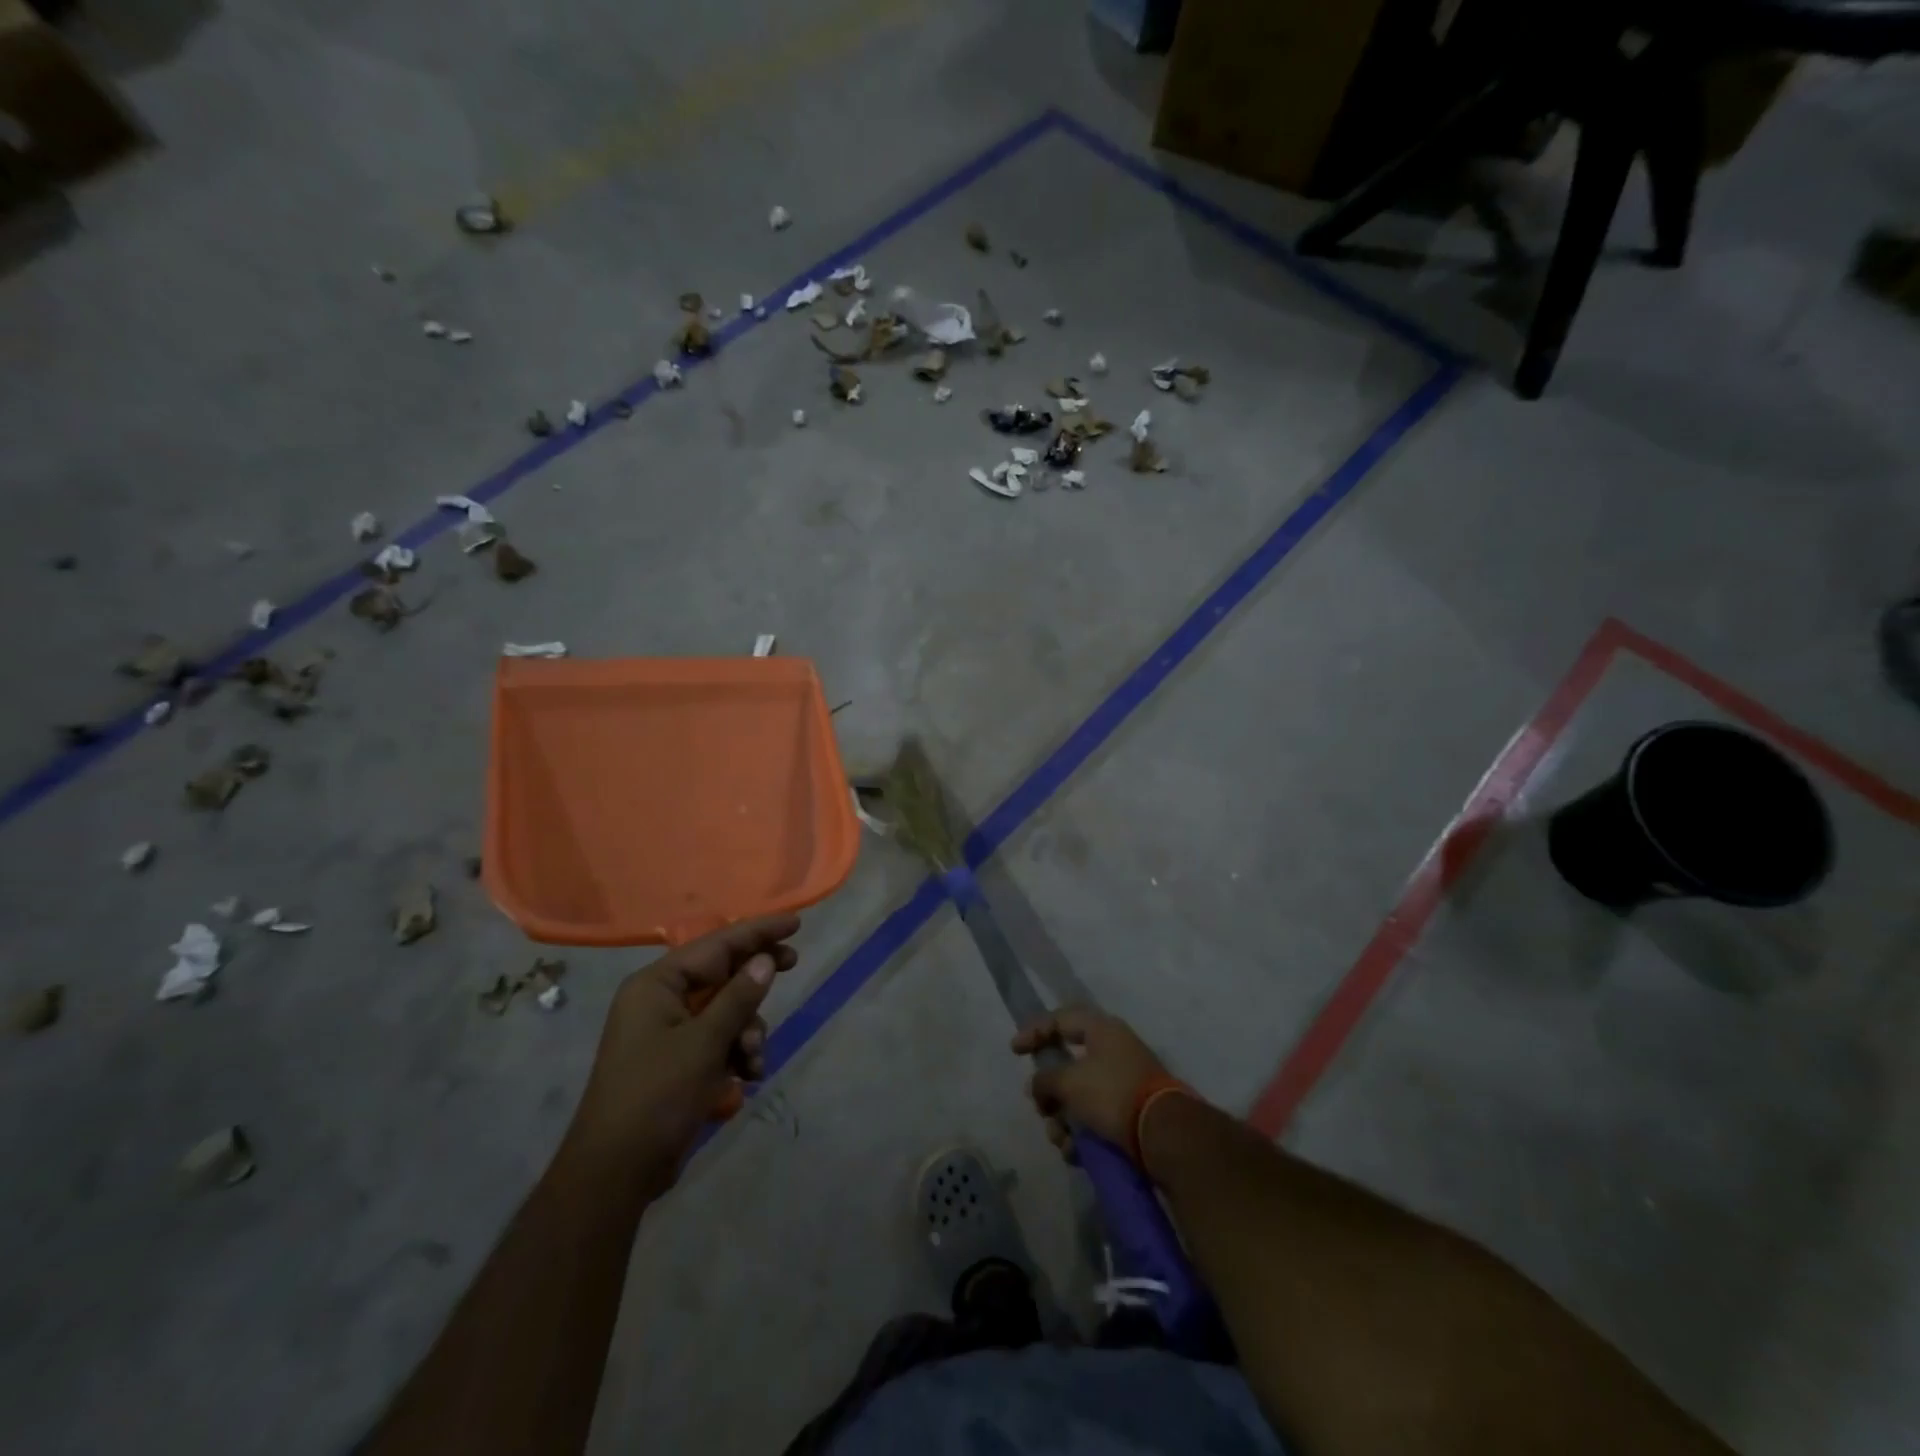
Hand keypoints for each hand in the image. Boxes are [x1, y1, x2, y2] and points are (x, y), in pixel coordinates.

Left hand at [570, 913, 798, 1176]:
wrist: (615, 1174)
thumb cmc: (657, 1097)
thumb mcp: (705, 1043)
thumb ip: (739, 997)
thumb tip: (765, 960)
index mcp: (656, 985)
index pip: (716, 945)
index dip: (757, 932)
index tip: (795, 923)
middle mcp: (660, 1000)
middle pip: (721, 973)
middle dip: (755, 980)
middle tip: (793, 965)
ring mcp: (667, 1032)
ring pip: (725, 1010)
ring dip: (748, 1029)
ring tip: (754, 1059)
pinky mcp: (676, 1061)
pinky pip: (717, 1040)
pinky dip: (736, 1053)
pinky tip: (748, 1077)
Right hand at [1012, 1006, 1168, 1157]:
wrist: (1165, 1135)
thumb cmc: (1112, 1093)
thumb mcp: (1069, 1082)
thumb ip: (1045, 1080)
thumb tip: (1037, 1086)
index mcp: (1102, 1030)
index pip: (1060, 1019)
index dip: (1034, 1031)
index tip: (1014, 1051)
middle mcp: (1113, 1051)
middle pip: (1067, 1066)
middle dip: (1050, 1094)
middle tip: (1042, 1109)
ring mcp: (1123, 1083)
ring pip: (1079, 1098)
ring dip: (1063, 1120)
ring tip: (1062, 1140)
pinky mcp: (1130, 1114)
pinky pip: (1095, 1119)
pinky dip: (1082, 1135)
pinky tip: (1077, 1153)